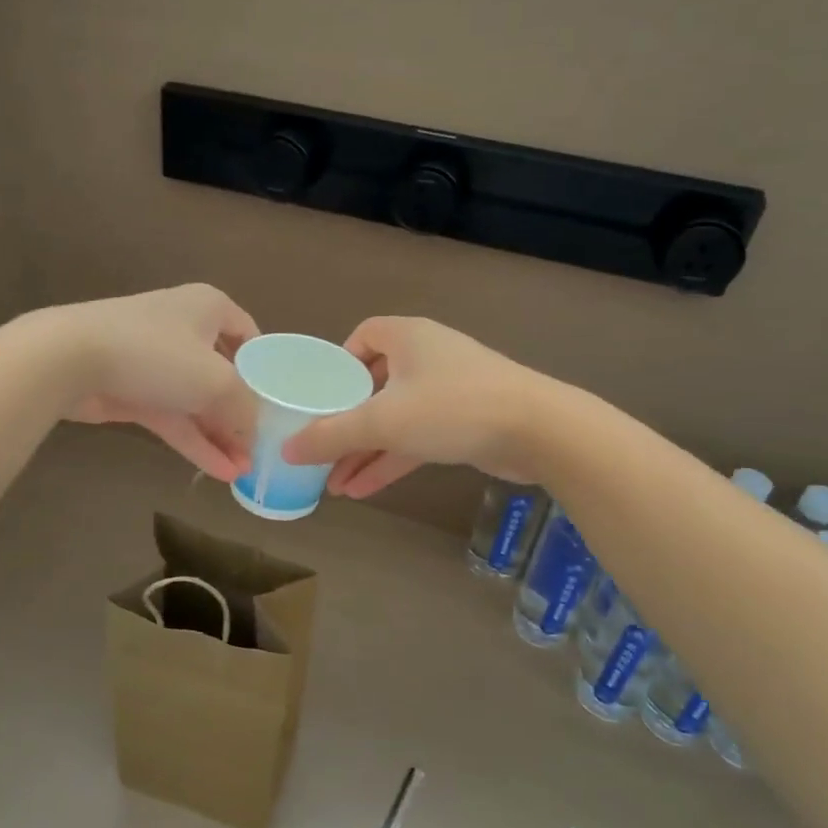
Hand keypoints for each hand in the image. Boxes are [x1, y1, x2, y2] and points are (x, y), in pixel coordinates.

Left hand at [46, 284, 259, 481]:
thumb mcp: (217, 381)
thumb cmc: (156, 354)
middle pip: (224, 374)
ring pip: (197, 402)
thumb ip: (244, 408)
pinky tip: (220, 472)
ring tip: (245, 471)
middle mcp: (185, 329)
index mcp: (209, 308)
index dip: (265, 368)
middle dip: (242, 414)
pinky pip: (174, 418)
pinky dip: (195, 442)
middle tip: (263, 448)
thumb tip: (255, 432)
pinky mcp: (134, 392)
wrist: (70, 359)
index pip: (248, 334)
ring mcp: (157, 362)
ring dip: (220, 436)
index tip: (279, 403)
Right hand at [281, 317, 543, 496]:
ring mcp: (447, 391)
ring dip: (364, 449)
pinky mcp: (463, 422)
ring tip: (332, 484)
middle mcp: (425, 357)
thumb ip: (332, 435)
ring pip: (393, 418)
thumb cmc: (452, 407)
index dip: (337, 364)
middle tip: (318, 450)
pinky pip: (415, 437)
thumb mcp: (383, 421)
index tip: (319, 395)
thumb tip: (288, 450)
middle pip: (372, 385)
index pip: (362, 337)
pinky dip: (391, 460)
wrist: (539, 430)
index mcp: (406, 337)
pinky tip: (362, 490)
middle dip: (345, 422)